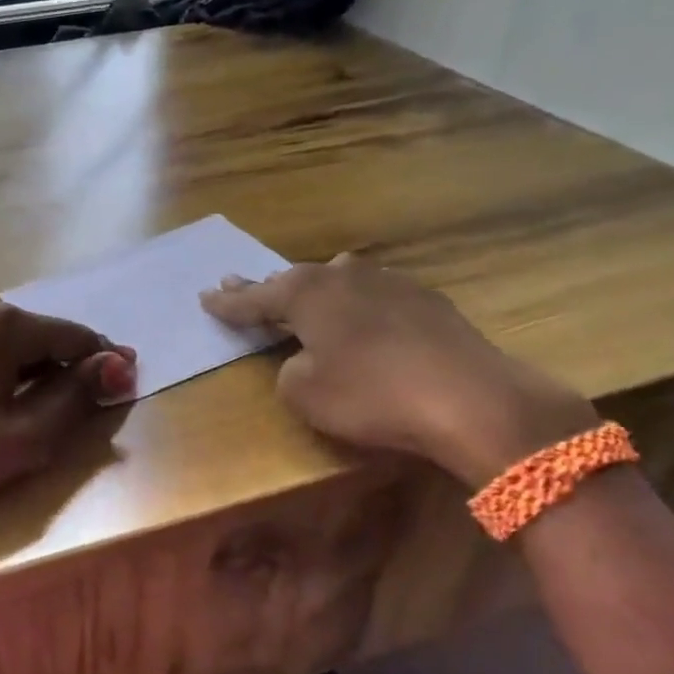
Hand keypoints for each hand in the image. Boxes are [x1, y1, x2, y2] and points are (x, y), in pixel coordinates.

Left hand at [0, 298, 135, 532]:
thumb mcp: (23, 437)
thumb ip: (76, 397)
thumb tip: (117, 364)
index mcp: (3, 324)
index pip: (75, 335)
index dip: (105, 363)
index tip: (125, 389)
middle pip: (42, 336)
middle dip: (67, 369)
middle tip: (79, 413)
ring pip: (10, 345)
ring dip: (34, 373)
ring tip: (38, 416)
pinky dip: (1, 374)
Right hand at [200, 255, 595, 486]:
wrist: (469, 397)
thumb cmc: (371, 395)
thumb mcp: (305, 393)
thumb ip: (289, 371)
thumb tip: (304, 360)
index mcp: (306, 294)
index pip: (255, 299)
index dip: (228, 303)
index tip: (205, 297)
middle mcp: (343, 276)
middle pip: (294, 281)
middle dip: (266, 288)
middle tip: (237, 284)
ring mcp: (389, 282)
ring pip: (338, 279)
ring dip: (315, 290)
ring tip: (301, 292)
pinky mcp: (426, 300)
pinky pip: (373, 295)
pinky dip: (356, 304)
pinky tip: (362, 314)